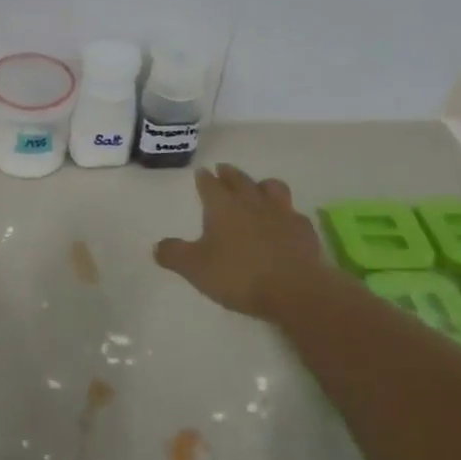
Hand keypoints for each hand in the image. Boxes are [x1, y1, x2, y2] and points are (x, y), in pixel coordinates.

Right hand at [154, 164, 335, 320]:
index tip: (202, 172)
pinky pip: (293, 213)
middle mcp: (252, 202)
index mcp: (223, 207)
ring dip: (261, 184)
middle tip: (224, 169)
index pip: (210, 185)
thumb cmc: (238, 275)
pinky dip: (285, 212)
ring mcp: (281, 213)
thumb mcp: (195, 268)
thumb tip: (157, 246)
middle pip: (239, 180)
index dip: (204, 178)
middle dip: (229, 174)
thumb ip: (174, 254)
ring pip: (271, 188)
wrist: (294, 290)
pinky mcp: (303, 229)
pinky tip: (284, 220)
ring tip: (257, 187)